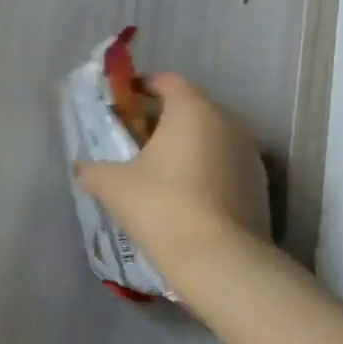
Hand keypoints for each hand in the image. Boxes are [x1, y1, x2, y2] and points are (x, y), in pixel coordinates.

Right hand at [75, 72, 268, 268]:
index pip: (168, 81)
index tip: (122, 103)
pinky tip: (182, 198)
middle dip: (162, 120)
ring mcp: (250, 158)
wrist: (220, 262)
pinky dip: (203, 172)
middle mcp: (228, 124)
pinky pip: (224, 167)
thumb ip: (92, 168)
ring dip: (185, 148)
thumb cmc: (161, 205)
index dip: (142, 87)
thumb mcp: (110, 184)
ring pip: (210, 139)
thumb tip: (83, 167)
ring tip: (157, 172)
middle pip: (191, 109)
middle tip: (134, 140)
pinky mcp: (260, 189)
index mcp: (193, 110)